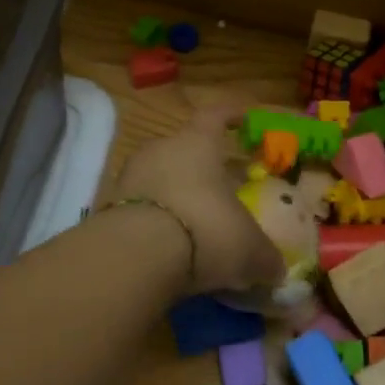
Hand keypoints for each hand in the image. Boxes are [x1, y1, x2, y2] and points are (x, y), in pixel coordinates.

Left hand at [111, 104, 285, 296]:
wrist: (134, 256)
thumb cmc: (205, 229)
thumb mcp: (248, 248)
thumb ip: (265, 257)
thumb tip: (277, 269)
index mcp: (198, 143)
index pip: (215, 115)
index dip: (231, 114)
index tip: (244, 118)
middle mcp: (161, 150)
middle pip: (184, 149)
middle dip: (202, 167)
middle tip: (222, 188)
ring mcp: (129, 177)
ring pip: (160, 179)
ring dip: (177, 197)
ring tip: (196, 223)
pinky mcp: (107, 209)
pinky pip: (140, 208)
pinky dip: (156, 223)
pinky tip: (170, 247)